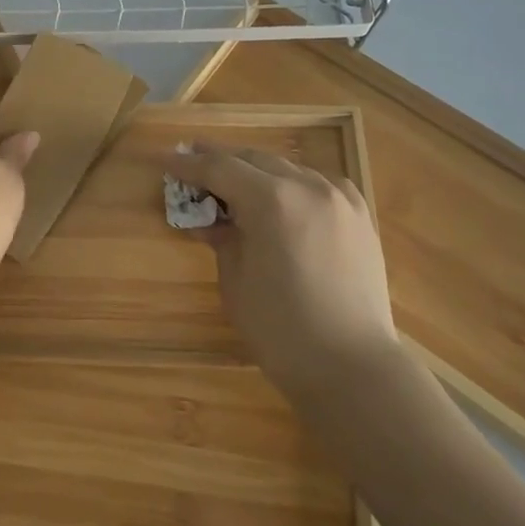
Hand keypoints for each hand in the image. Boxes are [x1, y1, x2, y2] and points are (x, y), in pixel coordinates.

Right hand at [169, 147, 396, 394]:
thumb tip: (209, 221)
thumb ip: (221, 238)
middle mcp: (307, 186)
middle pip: (253, 159)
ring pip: (286, 167)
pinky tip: (281, 196)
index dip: (188, 164)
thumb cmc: (281, 329)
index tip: (164, 159)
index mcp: (271, 200)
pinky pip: (317, 184)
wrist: (353, 366)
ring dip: (255, 170)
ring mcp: (339, 197)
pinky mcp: (360, 215)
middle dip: (219, 159)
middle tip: (191, 159)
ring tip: (231, 180)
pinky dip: (291, 184)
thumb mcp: (235, 280)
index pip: (219, 168)